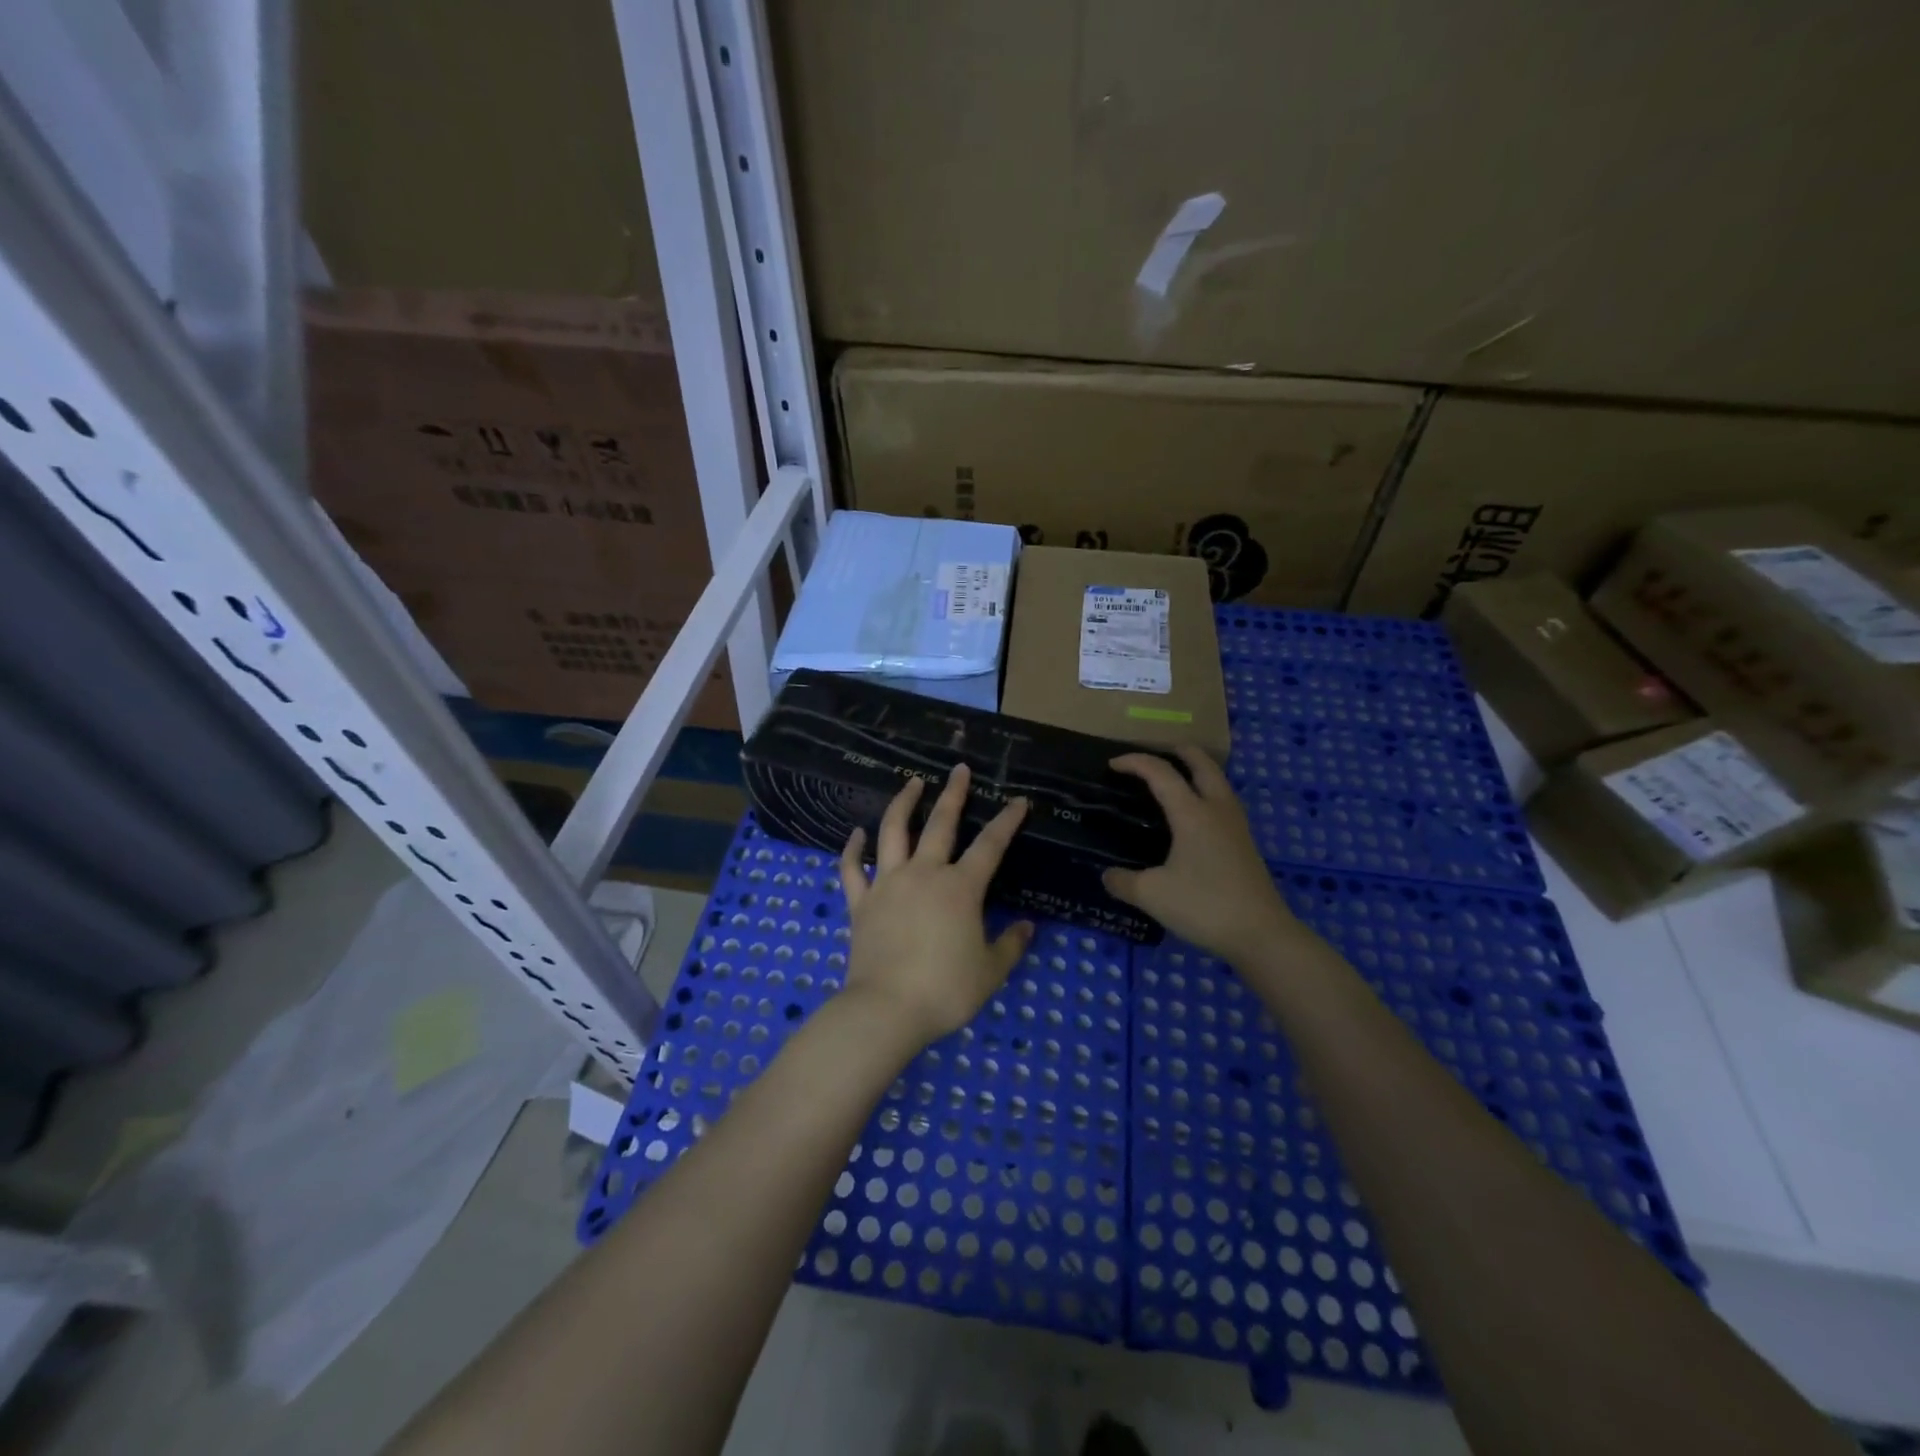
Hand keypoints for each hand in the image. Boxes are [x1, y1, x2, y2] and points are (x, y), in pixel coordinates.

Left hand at [838, 764, 1033, 1048]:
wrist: (886, 1010)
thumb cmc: (944, 990)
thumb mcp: (990, 972)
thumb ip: (1010, 945)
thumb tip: (1026, 927)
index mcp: (960, 888)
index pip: (990, 846)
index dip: (1007, 821)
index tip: (1018, 801)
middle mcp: (924, 874)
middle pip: (940, 824)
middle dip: (953, 794)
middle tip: (959, 770)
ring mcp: (888, 884)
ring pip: (893, 832)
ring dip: (903, 803)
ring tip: (911, 783)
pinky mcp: (861, 902)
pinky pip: (852, 869)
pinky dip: (852, 849)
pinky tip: (856, 834)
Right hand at [1103, 746, 1299, 966]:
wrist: (1261, 934)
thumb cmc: (1204, 906)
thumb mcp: (1151, 895)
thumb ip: (1123, 882)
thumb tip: (1107, 876)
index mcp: (1192, 813)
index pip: (1161, 773)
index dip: (1135, 762)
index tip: (1112, 764)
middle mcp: (1217, 809)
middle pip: (1202, 763)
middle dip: (1177, 751)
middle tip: (1154, 755)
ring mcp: (1236, 825)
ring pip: (1217, 781)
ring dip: (1196, 770)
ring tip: (1174, 780)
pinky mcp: (1245, 844)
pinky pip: (1223, 802)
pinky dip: (1205, 793)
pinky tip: (1193, 817)